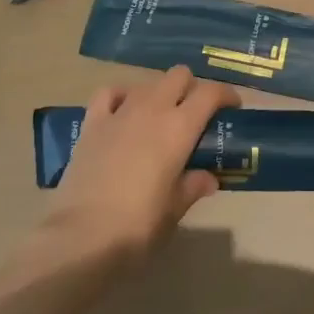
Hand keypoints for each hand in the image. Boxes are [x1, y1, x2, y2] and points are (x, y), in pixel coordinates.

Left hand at [40, 67, 239, 266]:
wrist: (80, 238)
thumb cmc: (137, 227)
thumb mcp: (174, 210)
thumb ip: (193, 187)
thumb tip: (208, 178)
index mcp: (179, 127)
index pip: (210, 93)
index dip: (225, 94)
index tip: (232, 107)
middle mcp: (153, 109)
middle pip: (179, 75)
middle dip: (191, 87)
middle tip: (195, 113)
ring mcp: (120, 112)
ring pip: (148, 83)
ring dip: (159, 93)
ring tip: (160, 118)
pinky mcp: (92, 123)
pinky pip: (109, 93)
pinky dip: (121, 96)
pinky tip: (123, 111)